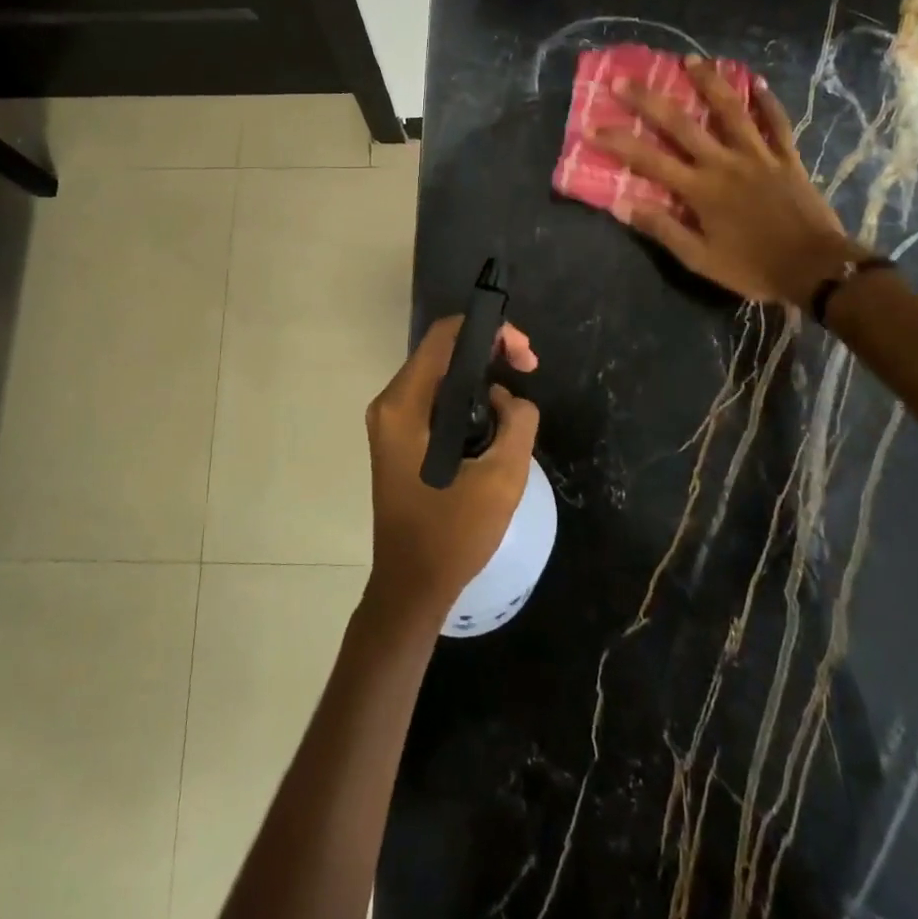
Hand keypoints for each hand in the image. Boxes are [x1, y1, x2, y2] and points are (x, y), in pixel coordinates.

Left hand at [364, 317, 540, 623]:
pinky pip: (434, 401)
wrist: (411, 586)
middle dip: (489, 354)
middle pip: (442, 352)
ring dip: (479, 380)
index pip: (445, 336)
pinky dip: (464, 401)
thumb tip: (507, 397)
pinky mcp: (398, 440)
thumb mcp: (501, 477)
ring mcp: (389, 423)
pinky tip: (491, 424)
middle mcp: (389, 404)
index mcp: (404, 405)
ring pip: (440, 377)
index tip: (523, 356)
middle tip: (528, 372)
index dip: (489, 331)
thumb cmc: (452, 534)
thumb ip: (517, 421)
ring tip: (514, 406)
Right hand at [587, 55, 861, 305]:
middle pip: (682, 124)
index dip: (619, 143)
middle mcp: (725, 163)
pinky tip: (756, 81)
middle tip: (624, 79)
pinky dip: (767, 101)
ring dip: (709, 83)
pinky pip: (776, 123)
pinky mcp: (787, 158)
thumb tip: (623, 205)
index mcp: (700, 190)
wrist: (815, 268)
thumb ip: (663, 229)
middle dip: (649, 100)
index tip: (593, 127)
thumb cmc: (753, 267)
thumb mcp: (700, 260)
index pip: (649, 160)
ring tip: (690, 59)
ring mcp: (759, 156)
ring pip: (730, 111)